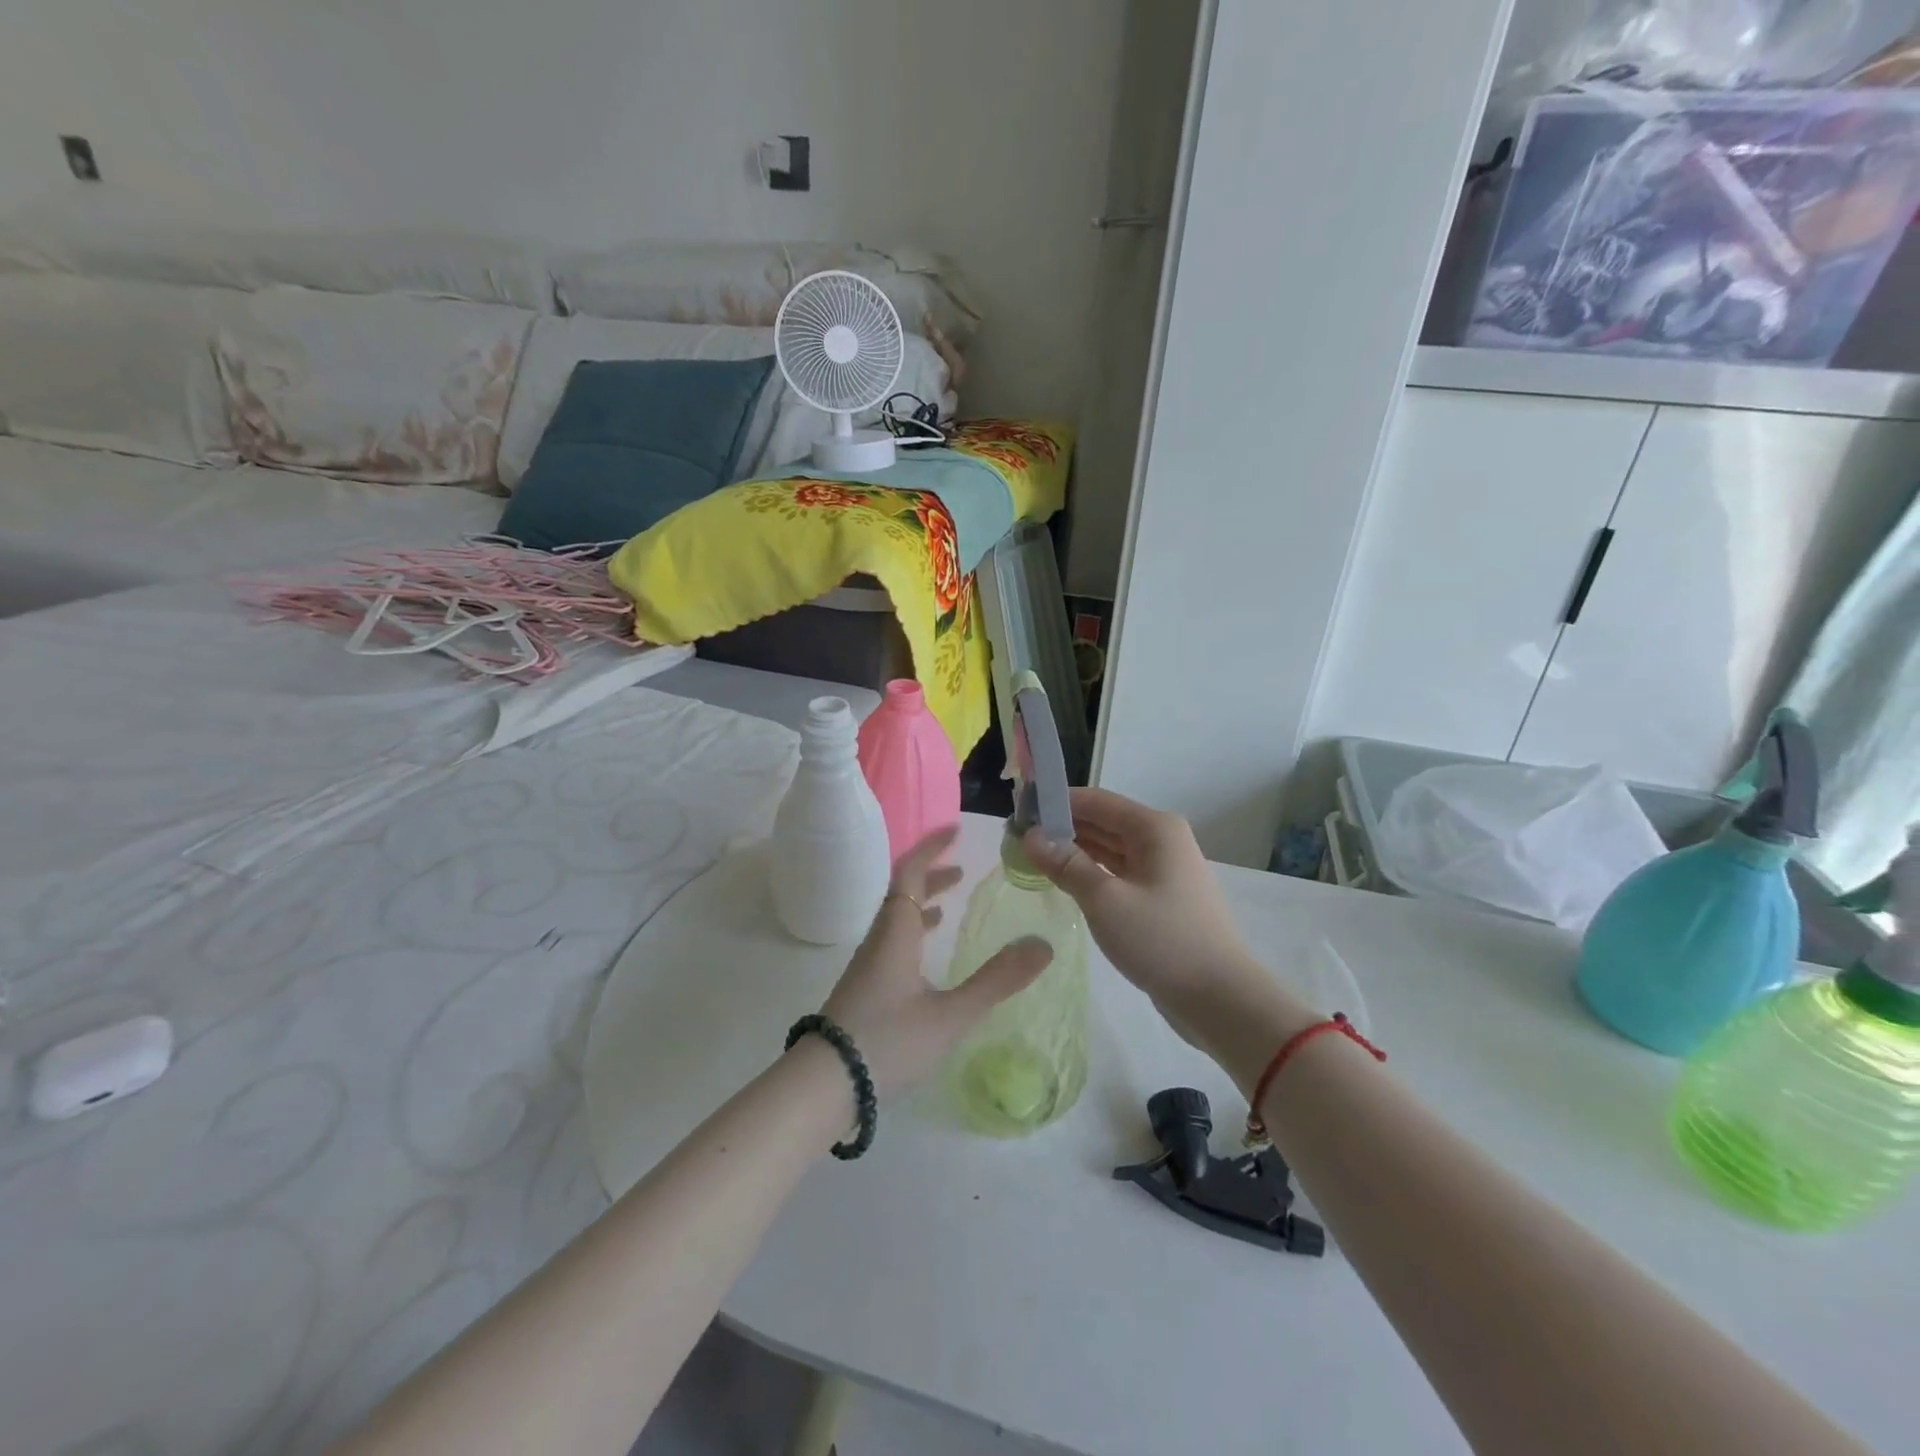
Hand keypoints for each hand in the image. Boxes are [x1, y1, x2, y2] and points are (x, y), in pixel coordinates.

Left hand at [819, 825, 1051, 1093]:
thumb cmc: (889, 1041)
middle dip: (931, 874)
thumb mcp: (951, 1014)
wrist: (824, 1085)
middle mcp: (879, 939)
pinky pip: (892, 942)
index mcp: (896, 932)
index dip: (931, 848)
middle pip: (902, 892)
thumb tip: (1043, 945)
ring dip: (923, 903)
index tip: (955, 830)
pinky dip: (914, 932)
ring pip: (896, 919)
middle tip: (961, 868)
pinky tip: (926, 956)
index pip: (911, 873)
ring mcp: (867, 965)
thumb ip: (997, 981)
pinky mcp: (863, 988)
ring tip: (951, 903)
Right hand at [1023, 788, 1313, 1064]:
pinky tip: (1063, 880)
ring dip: (1073, 850)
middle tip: (1017, 837)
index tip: (1018, 809)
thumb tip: (1031, 835)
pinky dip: (1090, 871)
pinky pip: (1118, 872)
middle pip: (1102, 821)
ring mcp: (1163, 869)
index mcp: (1153, 828)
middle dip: (1061, 826)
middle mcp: (1160, 839)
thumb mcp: (1105, 901)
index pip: (1094, 800)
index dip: (1055, 801)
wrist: (1220, 998)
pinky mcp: (1160, 896)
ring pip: (1109, 848)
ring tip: (1031, 856)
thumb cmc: (1162, 940)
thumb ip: (1066, 864)